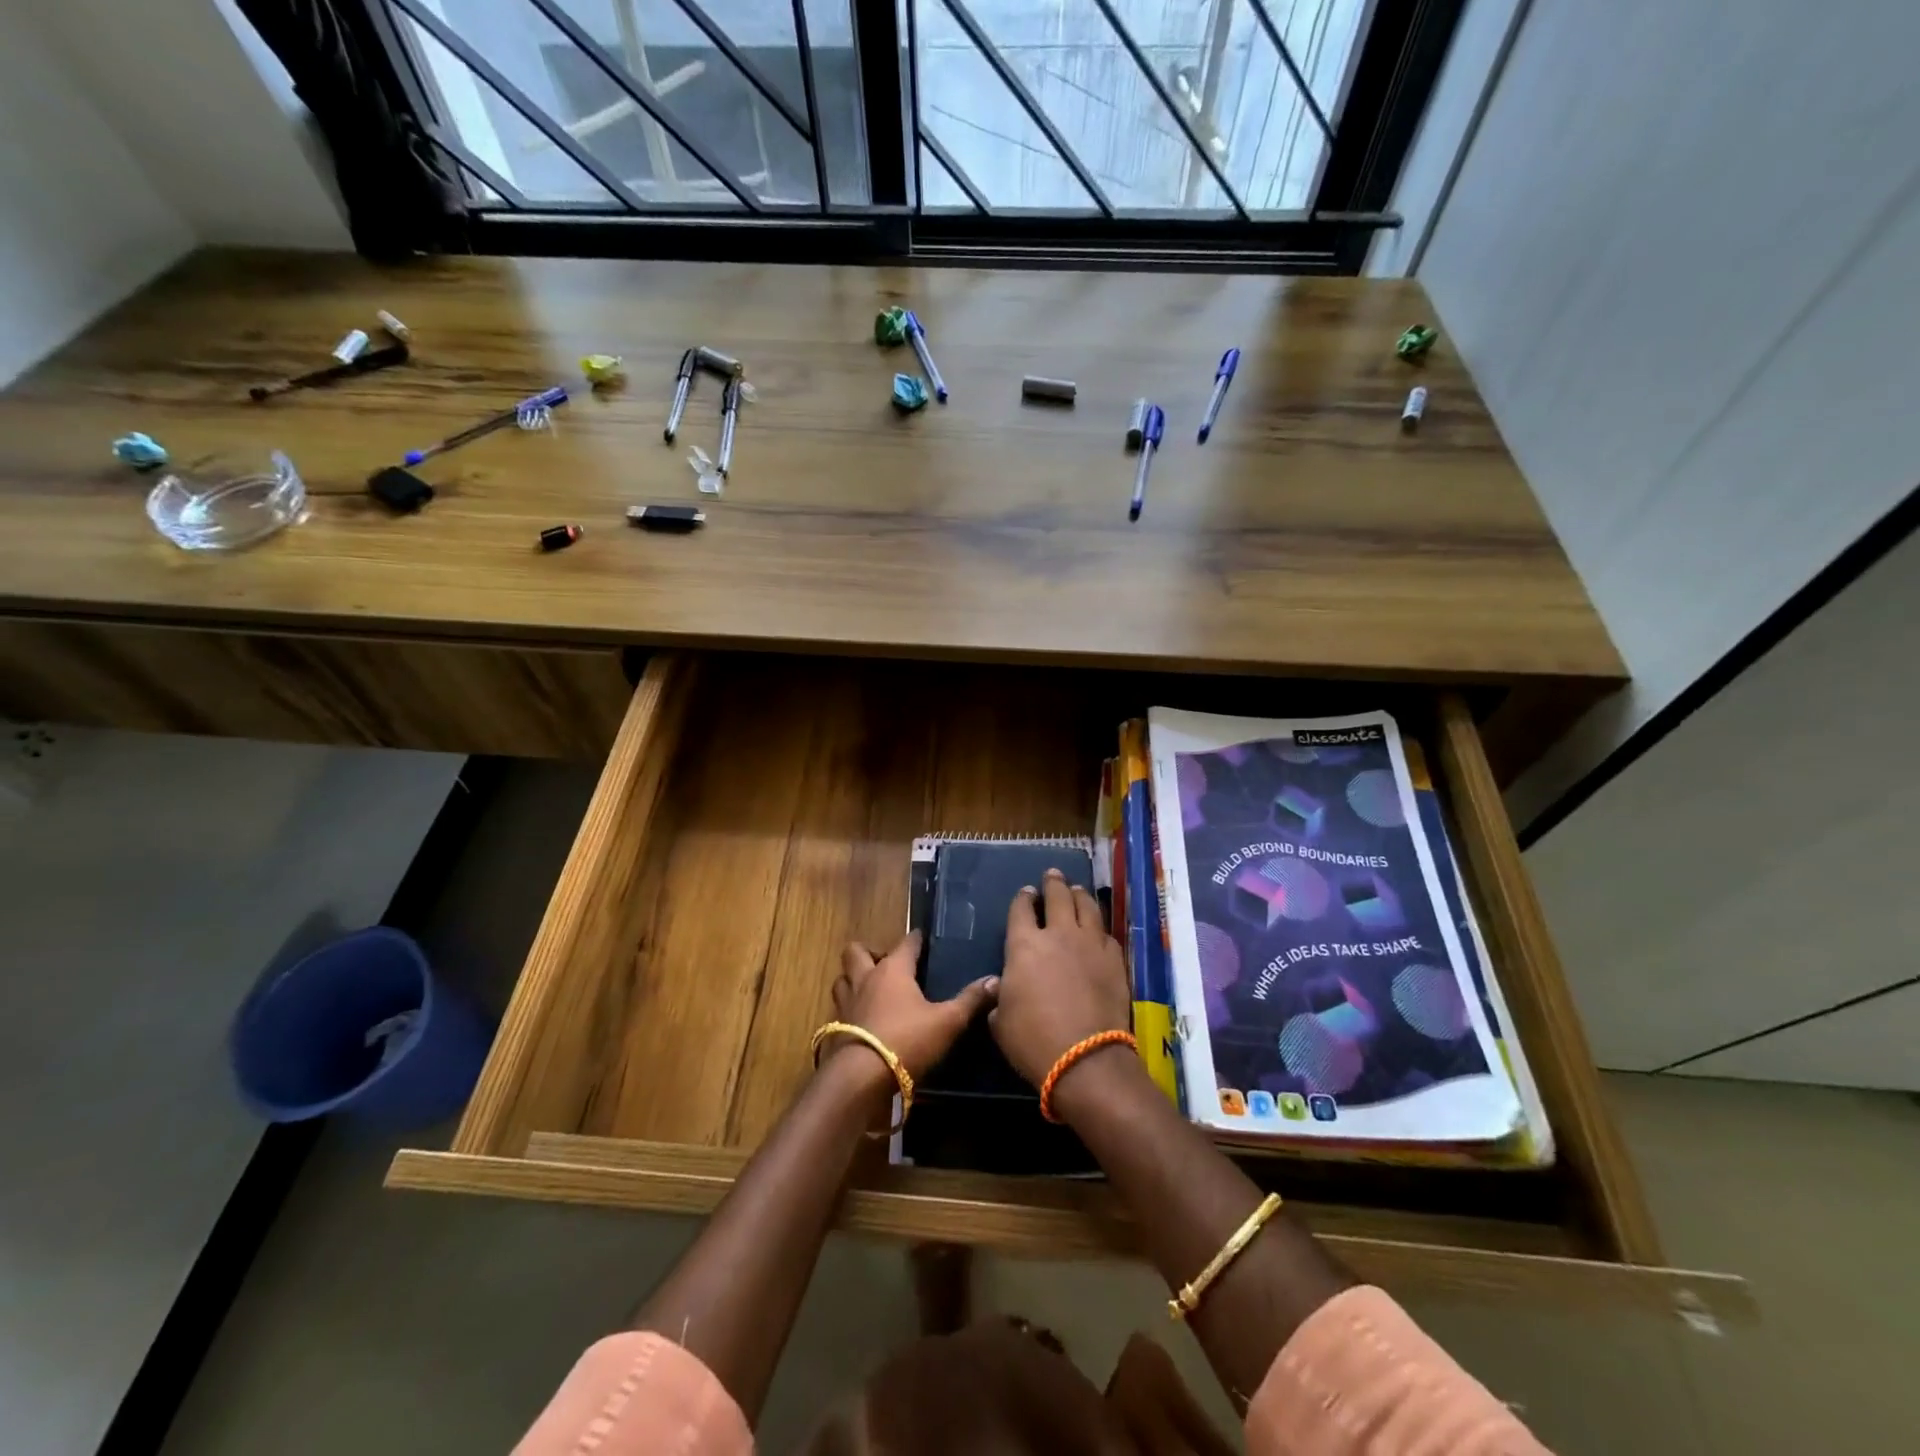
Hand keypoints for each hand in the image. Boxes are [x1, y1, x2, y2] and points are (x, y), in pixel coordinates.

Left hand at [830, 930, 996, 1083]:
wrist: (861, 1077)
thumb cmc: (907, 1040)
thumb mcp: (947, 1021)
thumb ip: (970, 1000)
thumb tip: (995, 980)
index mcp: (893, 969)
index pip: (905, 942)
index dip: (915, 939)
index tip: (922, 938)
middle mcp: (866, 978)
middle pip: (857, 951)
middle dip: (870, 952)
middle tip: (888, 965)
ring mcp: (847, 1003)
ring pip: (843, 978)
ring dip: (853, 979)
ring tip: (870, 989)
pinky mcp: (836, 1028)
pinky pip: (839, 1008)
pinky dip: (849, 1008)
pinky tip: (862, 1020)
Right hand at [989, 869, 1132, 1088]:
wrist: (1085, 1057)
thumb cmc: (1032, 1040)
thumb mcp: (1000, 1020)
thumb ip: (1001, 996)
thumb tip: (1005, 990)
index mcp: (1024, 944)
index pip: (1021, 909)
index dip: (1022, 898)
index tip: (1026, 893)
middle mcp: (1058, 934)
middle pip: (1057, 896)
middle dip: (1053, 882)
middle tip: (1053, 875)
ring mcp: (1090, 944)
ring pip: (1087, 906)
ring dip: (1079, 895)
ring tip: (1077, 890)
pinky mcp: (1114, 959)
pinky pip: (1106, 933)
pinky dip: (1098, 927)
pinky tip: (1098, 929)